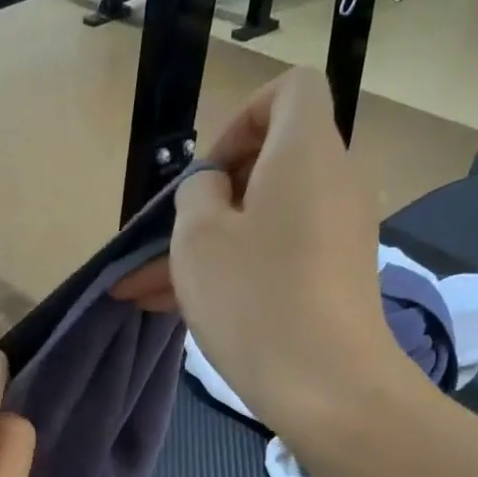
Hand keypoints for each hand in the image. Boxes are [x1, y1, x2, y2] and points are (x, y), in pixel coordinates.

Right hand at [110, 69, 418, 428]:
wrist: (327, 386)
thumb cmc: (255, 298)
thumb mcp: (198, 239)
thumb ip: (195, 194)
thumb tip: (211, 189)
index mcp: (306, 152)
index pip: (289, 90)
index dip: (240, 117)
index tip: (206, 174)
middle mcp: (332, 183)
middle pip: (267, 167)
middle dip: (204, 203)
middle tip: (159, 245)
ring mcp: (336, 236)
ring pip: (260, 224)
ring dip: (204, 251)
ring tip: (141, 291)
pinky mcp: (332, 280)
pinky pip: (275, 258)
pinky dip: (233, 273)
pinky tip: (176, 309)